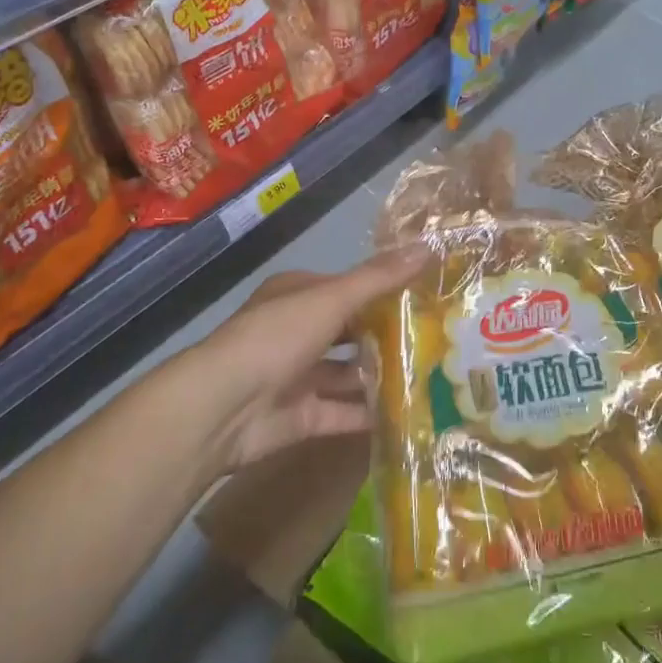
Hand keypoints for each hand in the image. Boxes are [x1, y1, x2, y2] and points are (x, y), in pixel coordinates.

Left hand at [165, 246, 427, 476]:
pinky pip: (344, 412)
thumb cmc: (277, 337)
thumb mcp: (332, 298)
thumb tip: (428, 246)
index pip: (349, 288)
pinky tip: (411, 413)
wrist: (222, 408)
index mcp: (299, 295)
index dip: (386, 289)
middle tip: (439, 337)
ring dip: (382, 374)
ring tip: (433, 375)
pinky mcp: (303, 416)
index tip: (428, 294)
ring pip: (349, 372)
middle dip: (388, 334)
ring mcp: (299, 375)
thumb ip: (379, 278)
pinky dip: (371, 413)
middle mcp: (298, 331)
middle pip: (351, 330)